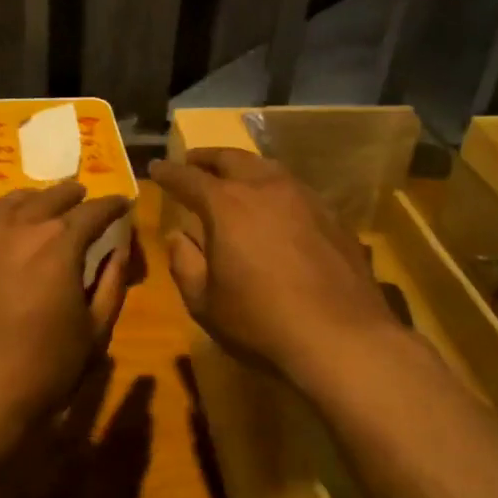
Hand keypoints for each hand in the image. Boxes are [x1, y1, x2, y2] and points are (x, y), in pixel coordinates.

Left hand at [0, 182, 132, 454]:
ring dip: (33, 201)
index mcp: (58, 244)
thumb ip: (111, 284)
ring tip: (42, 204)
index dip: (112, 205)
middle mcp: (16, 228)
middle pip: (49, 198)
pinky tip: (1, 230)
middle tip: (82, 195)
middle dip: (71, 195)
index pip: (92, 212)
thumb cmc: (44, 370)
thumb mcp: (94, 332)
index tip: (123, 203)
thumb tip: (118, 252)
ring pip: (9, 204)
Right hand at [150, 147, 399, 387]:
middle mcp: (266, 189)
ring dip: (245, 168)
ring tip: (235, 177)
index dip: (168, 172)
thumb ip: (184, 263)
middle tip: (193, 161)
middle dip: (207, 158)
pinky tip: (277, 209)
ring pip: (269, 168)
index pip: (188, 178)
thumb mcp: (204, 302)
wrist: (342, 339)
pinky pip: (296, 191)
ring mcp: (306, 199)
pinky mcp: (334, 217)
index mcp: (227, 205)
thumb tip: (179, 237)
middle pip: (232, 159)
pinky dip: (276, 190)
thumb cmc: (260, 322)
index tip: (156, 167)